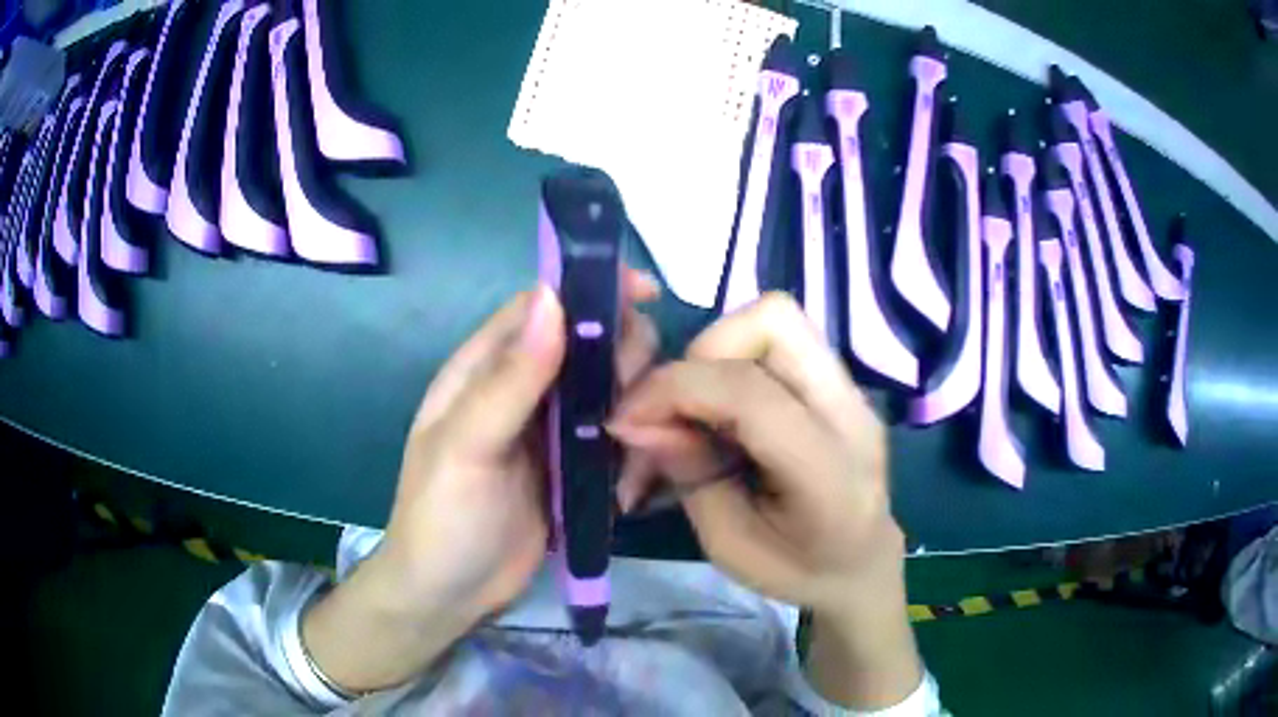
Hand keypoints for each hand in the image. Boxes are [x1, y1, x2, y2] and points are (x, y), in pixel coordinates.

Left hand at [303, 271, 658, 693]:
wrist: (450, 596)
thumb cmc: (443, 518)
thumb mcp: (466, 447)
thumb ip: (508, 378)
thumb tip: (553, 299)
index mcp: (484, 369)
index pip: (542, 307)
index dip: (592, 291)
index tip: (646, 293)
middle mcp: (522, 390)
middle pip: (589, 345)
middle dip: (624, 361)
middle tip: (631, 406)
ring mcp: (551, 432)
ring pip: (611, 392)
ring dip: (635, 414)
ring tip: (634, 458)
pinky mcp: (574, 471)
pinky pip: (618, 442)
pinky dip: (633, 456)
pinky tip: (629, 490)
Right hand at [608, 293, 920, 708]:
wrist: (863, 565)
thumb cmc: (798, 571)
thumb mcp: (728, 546)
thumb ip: (688, 474)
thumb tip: (640, 419)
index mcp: (827, 473)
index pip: (749, 393)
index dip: (674, 390)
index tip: (625, 421)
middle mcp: (850, 412)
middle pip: (774, 321)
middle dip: (702, 353)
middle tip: (675, 409)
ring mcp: (851, 390)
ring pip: (776, 318)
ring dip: (716, 353)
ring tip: (696, 409)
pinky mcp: (840, 382)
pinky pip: (779, 342)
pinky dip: (733, 360)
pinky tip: (723, 411)